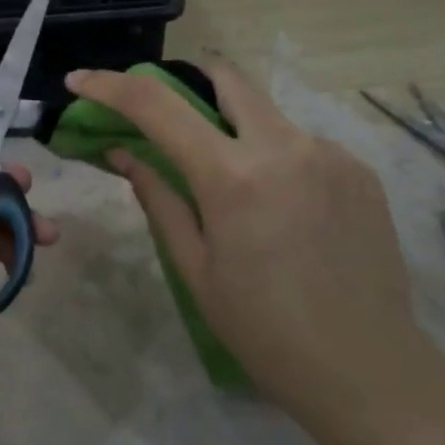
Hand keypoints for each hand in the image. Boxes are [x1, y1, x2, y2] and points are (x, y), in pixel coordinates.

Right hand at [65, 61, 422, 422]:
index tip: (80, 81)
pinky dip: (274, 157)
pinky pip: (302, 144)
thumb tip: (123, 153)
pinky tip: (280, 207)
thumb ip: (158, 197)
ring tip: (232, 186)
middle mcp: (284, 146)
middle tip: (164, 116)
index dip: (110, 86)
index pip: (157, 106)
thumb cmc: (262, 327)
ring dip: (234, 129)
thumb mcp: (194, 266)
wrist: (364, 366)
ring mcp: (330, 153)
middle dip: (184, 82)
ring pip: (265, 113)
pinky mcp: (360, 170)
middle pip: (224, 77)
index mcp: (232, 175)